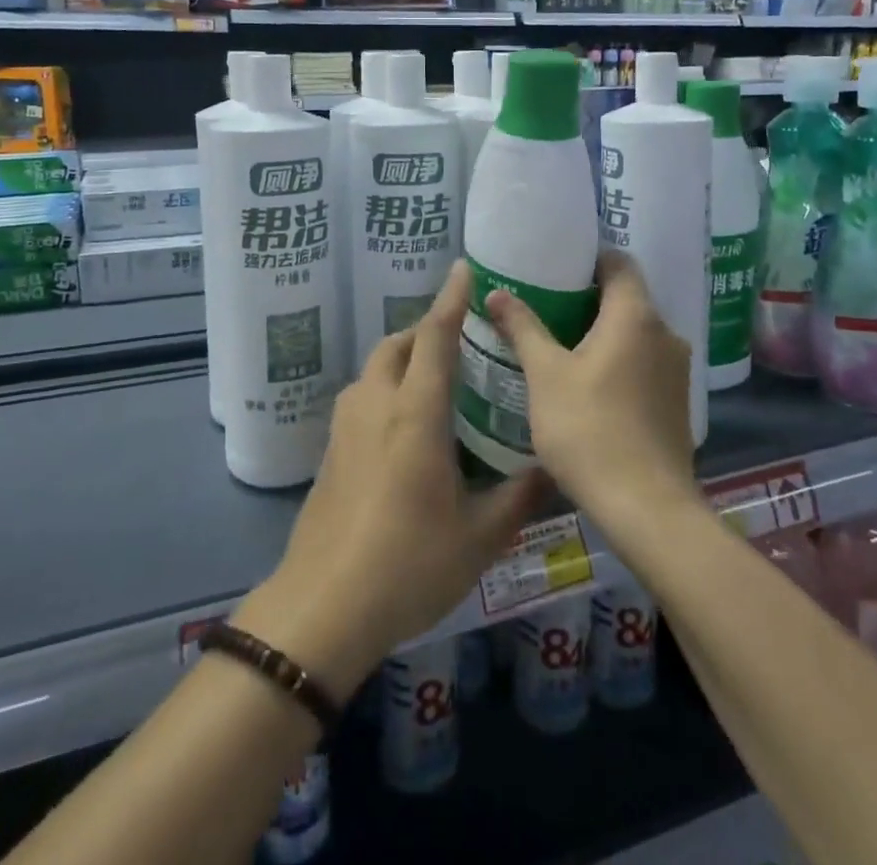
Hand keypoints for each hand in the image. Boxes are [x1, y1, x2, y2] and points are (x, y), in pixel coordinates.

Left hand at [238, 261, 546, 701]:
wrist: (323, 607)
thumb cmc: (408, 564)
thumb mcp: (479, 536)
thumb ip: (519, 495)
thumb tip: (552, 467)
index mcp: (415, 412)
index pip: (434, 337)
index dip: (451, 299)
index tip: (464, 269)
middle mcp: (376, 404)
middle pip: (398, 344)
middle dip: (427, 329)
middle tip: (461, 340)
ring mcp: (346, 426)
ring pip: (375, 368)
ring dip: (404, 358)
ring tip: (437, 379)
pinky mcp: (330, 450)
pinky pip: (362, 396)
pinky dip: (386, 386)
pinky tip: (407, 423)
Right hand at [487, 252, 695, 523]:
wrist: (646, 508)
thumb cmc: (589, 429)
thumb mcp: (545, 375)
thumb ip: (522, 328)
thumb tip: (495, 291)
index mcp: (636, 315)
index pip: (619, 262)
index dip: (589, 258)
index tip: (556, 265)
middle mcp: (665, 333)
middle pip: (628, 297)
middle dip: (588, 297)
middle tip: (546, 304)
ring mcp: (676, 370)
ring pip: (636, 333)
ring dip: (603, 332)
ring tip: (561, 343)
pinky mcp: (677, 401)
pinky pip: (644, 362)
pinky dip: (619, 359)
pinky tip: (588, 383)